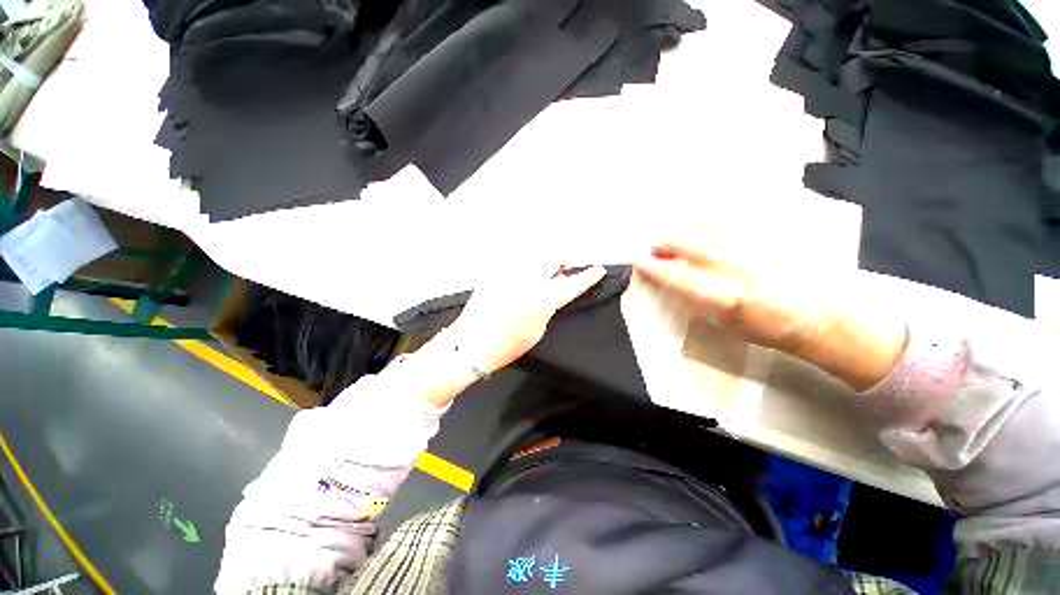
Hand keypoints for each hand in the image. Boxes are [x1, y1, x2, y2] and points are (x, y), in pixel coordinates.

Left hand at [448, 264, 606, 374]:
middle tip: (561, 268)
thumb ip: (549, 306)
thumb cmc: (507, 345)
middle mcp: (525, 283)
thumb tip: (556, 287)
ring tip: (542, 271)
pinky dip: (525, 265)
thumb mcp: (537, 331)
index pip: (570, 286)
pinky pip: (516, 261)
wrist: (471, 344)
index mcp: (539, 302)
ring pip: (534, 255)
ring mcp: (508, 275)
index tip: (598, 270)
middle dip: (561, 260)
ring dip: (543, 261)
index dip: (586, 277)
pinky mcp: (494, 273)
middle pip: (551, 258)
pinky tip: (522, 277)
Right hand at [634, 228, 833, 355]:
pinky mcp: (771, 231)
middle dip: (663, 242)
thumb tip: (673, 278)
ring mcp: (754, 243)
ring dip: (683, 225)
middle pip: (686, 242)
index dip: (652, 266)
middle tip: (655, 245)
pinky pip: (734, 215)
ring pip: (707, 222)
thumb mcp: (724, 323)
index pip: (674, 275)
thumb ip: (695, 299)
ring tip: (675, 227)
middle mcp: (735, 264)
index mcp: (722, 294)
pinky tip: (706, 219)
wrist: (822, 315)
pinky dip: (713, 217)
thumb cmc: (768, 328)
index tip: (639, 259)